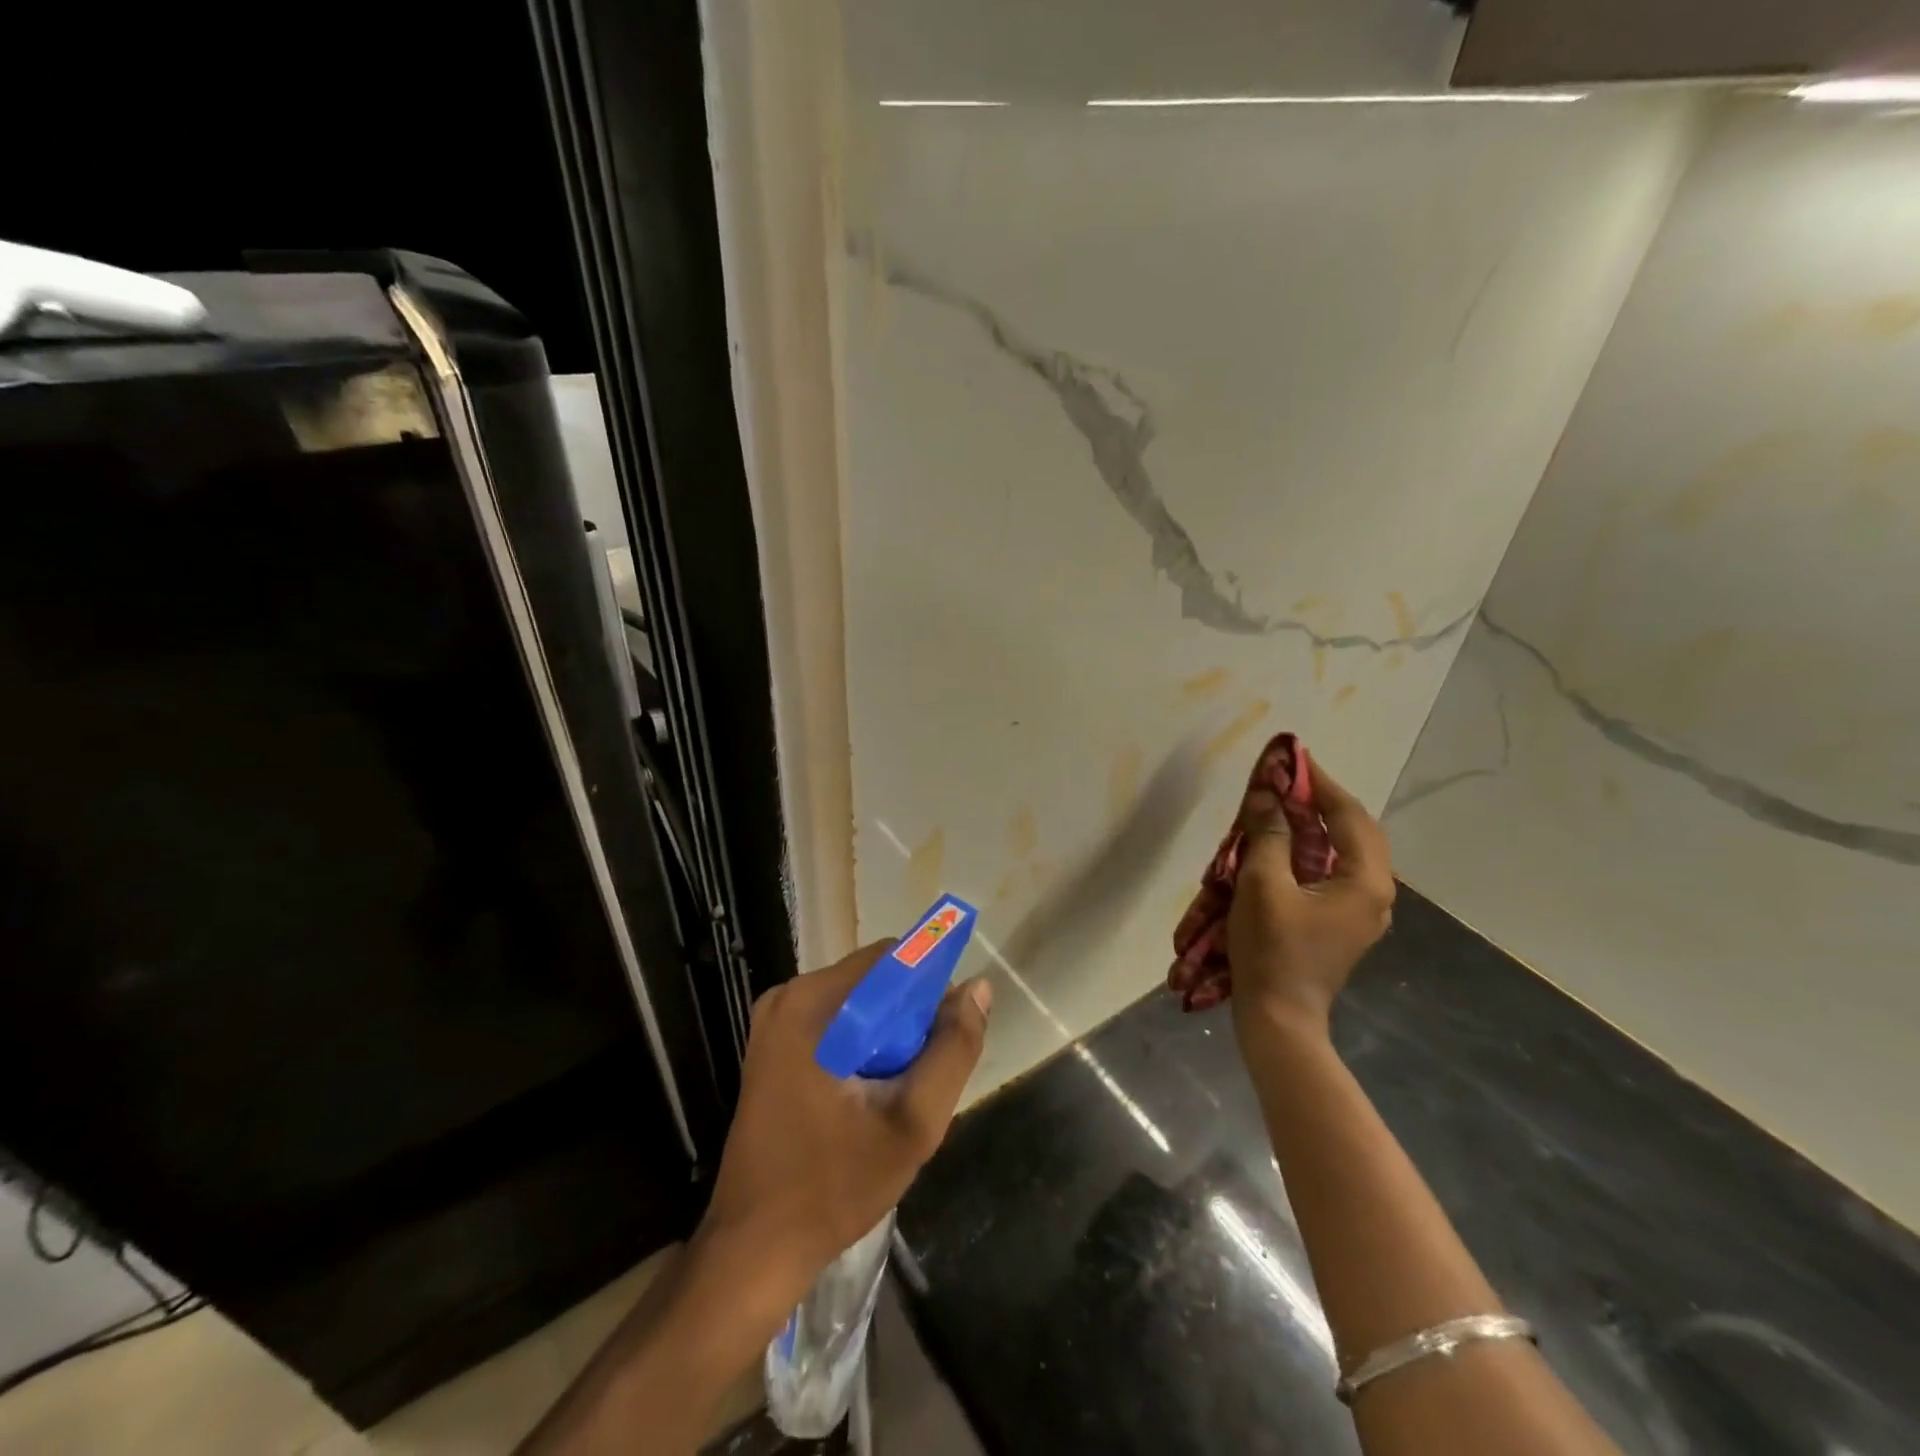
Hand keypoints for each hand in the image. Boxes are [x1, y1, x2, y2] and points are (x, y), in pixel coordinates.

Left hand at [697, 944, 993, 1299]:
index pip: (890, 958)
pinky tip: (867, 1097)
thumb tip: (978, 988)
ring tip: (894, 1094)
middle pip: (873, 979)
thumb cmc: (834, 1185)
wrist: (754, 1248)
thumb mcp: (913, 1123)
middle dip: (908, 1017)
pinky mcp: (772, 1045)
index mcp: (811, 1002)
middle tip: (918, 1076)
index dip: (929, 985)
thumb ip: (953, 1050)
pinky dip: (862, 1047)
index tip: (945, 1033)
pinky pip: (835, 1023)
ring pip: (857, 1002)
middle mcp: (787, 997)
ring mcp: (774, 1021)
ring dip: (887, 1035)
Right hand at [1227, 757, 1394, 1041]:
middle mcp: (1375, 892)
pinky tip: (1288, 844)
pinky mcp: (1344, 923)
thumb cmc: (1272, 949)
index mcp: (1365, 880)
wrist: (1279, 1016)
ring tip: (1288, 804)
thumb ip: (1268, 833)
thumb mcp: (1262, 883)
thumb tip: (1266, 794)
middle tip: (1290, 780)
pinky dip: (1315, 849)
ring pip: (1348, 851)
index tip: (1294, 758)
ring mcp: (1363, 910)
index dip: (1319, 783)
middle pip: (1356, 830)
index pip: (1348, 815)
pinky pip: (1336, 871)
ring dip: (1319, 825)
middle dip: (1323, 801)